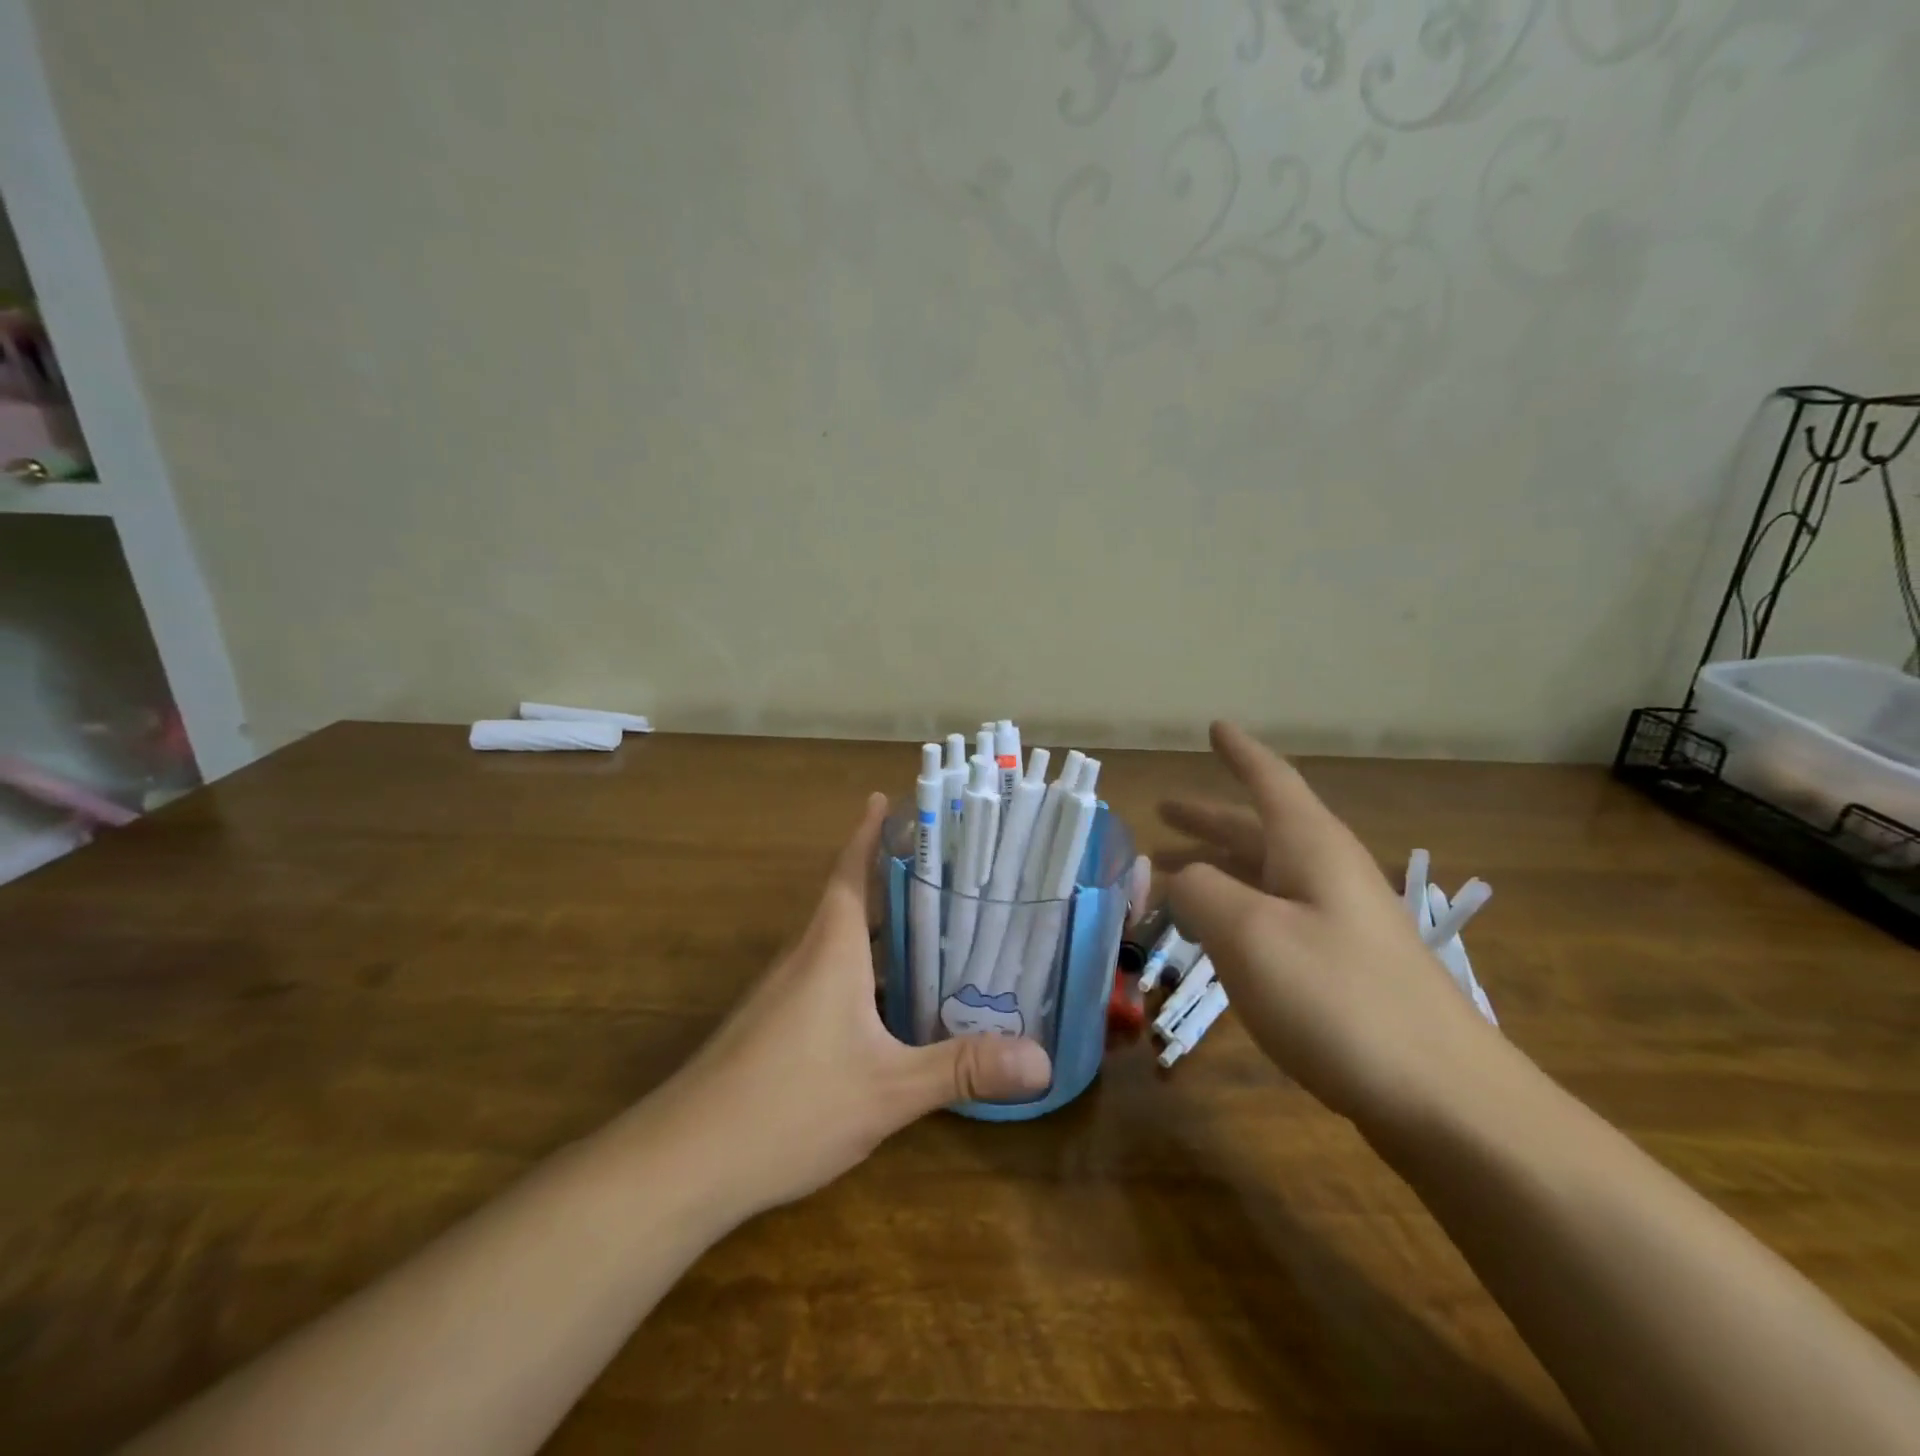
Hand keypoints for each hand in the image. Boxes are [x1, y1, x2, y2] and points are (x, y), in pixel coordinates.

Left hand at [662, 793, 1051, 1216]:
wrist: (683, 1160)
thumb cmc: (790, 1105)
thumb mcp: (888, 1089)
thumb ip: (962, 1068)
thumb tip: (1044, 1060)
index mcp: (830, 947)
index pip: (851, 869)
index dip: (868, 832)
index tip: (886, 797)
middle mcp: (804, 957)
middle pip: (851, 901)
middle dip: (893, 882)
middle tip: (947, 872)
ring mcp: (782, 992)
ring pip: (839, 943)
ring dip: (879, 930)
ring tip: (933, 930)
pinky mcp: (772, 1026)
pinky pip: (826, 978)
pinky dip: (862, 972)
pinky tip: (890, 1006)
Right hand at [1158, 722, 1514, 1131]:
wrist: (1446, 1100)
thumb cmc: (1340, 999)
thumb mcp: (1249, 934)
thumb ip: (1199, 891)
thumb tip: (1174, 877)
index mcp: (1311, 848)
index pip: (1270, 781)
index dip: (1239, 753)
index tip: (1216, 727)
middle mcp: (1326, 875)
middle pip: (1257, 831)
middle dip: (1207, 819)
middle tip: (1161, 812)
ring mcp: (1338, 924)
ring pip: (1262, 878)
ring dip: (1213, 869)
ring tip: (1166, 877)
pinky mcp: (1341, 969)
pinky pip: (1272, 919)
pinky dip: (1231, 913)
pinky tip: (1211, 938)